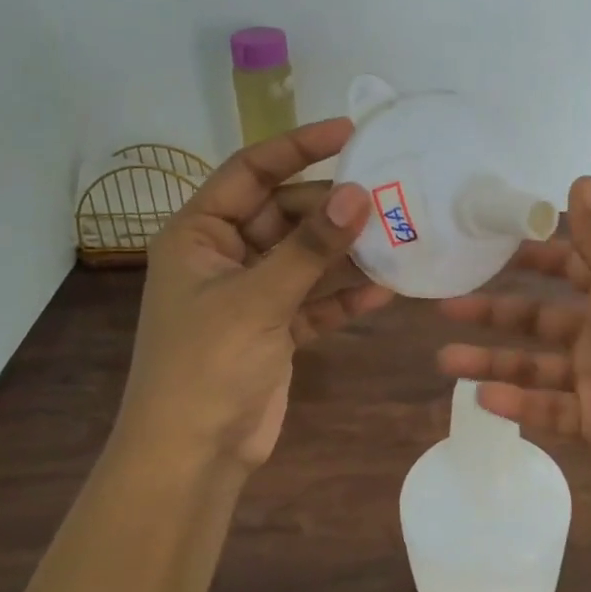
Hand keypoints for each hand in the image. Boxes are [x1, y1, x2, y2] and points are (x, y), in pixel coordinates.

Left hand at [118, 118, 394, 472]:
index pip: (251, 171)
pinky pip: (315, 299)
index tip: (349, 132)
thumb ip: (309, 248)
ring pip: (306, 257)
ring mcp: (252, 293)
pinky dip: (344, 296)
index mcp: (200, 234)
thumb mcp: (257, 299)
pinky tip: (384, 292)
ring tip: (398, 239)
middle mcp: (225, 255)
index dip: (298, 147)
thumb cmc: (206, 367)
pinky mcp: (275, 328)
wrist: (192, 459)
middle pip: (287, 213)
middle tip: (387, 196)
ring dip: (346, 253)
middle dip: (333, 209)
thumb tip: (358, 194)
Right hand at [437, 176, 590, 523]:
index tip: (488, 247)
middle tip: (446, 306)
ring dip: (491, 361)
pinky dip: (515, 404)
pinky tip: (481, 398)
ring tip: (446, 360)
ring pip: (533, 366)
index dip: (534, 256)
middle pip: (540, 318)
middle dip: (495, 312)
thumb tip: (580, 179)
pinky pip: (545, 409)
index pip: (570, 266)